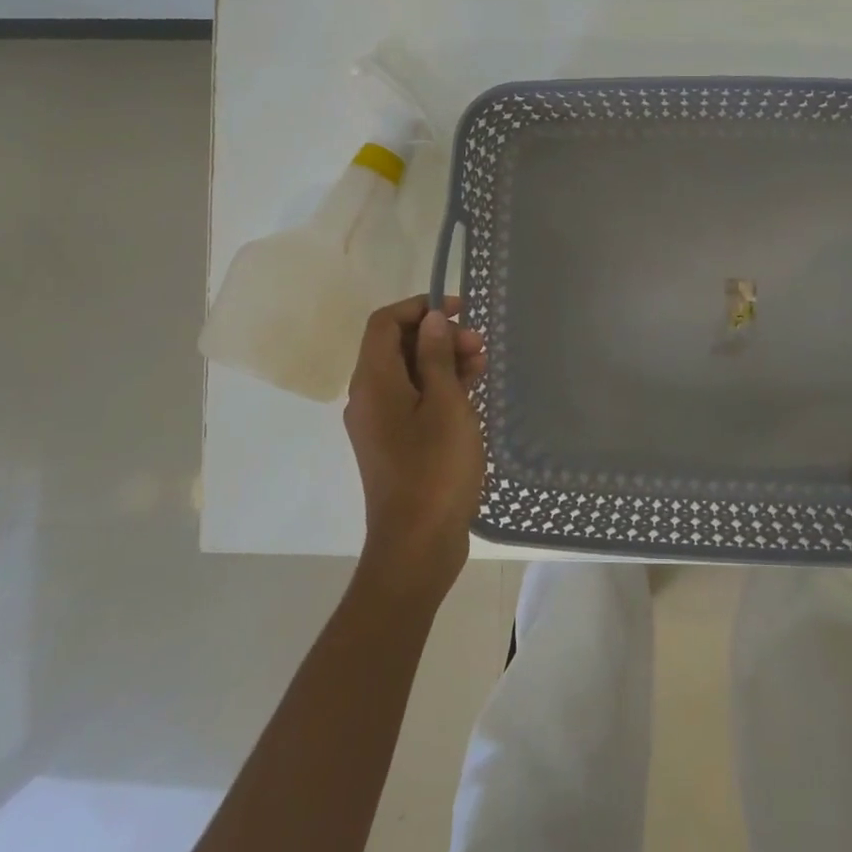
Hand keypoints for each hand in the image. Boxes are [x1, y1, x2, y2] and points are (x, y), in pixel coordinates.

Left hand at [343, 296, 487, 599]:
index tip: (460, 310)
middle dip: (438, 336)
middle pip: (397, 347)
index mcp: (374, 382)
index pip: (385, 323)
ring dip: (443, 362)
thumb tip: (431, 319)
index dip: (420, 307)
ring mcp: (380, 423)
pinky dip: (440, 388)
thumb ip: (437, 357)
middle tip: (479, 343)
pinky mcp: (394, 444)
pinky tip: (472, 392)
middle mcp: (369, 397)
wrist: (417, 544)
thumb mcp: (445, 404)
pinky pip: (413, 400)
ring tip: (483, 364)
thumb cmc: (435, 468)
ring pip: (409, 374)